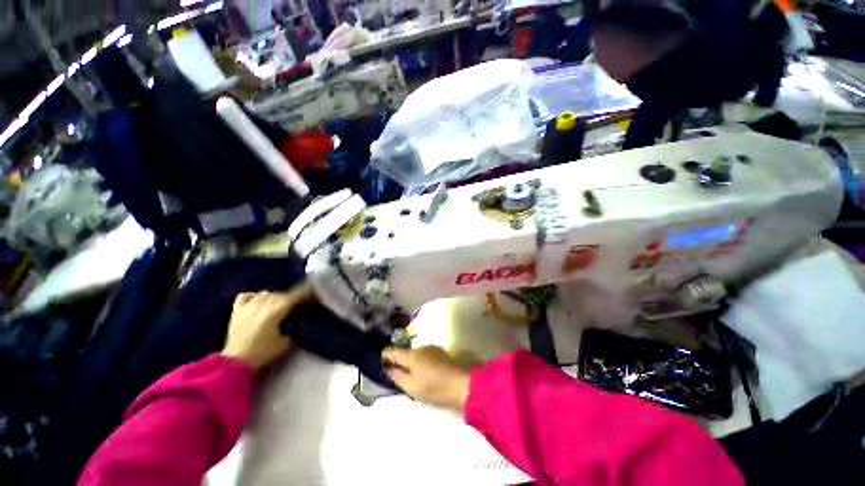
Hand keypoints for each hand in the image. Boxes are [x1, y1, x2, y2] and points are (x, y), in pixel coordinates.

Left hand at [221, 285, 312, 370]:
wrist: (236, 361)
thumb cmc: (263, 351)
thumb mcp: (285, 341)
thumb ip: (292, 326)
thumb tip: (297, 318)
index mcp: (276, 310)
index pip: (295, 296)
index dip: (305, 293)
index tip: (312, 293)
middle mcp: (262, 304)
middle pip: (281, 294)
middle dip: (290, 297)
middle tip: (296, 304)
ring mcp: (248, 306)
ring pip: (265, 293)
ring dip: (274, 297)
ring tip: (277, 304)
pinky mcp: (237, 310)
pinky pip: (246, 296)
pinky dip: (254, 296)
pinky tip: (257, 300)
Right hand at [382, 346, 472, 411]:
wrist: (460, 384)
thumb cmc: (433, 387)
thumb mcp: (411, 386)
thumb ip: (398, 376)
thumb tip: (389, 369)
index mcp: (412, 355)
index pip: (394, 351)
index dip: (386, 354)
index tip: (381, 356)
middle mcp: (421, 348)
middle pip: (407, 353)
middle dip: (401, 360)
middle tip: (397, 372)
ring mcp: (433, 349)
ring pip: (418, 355)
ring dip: (413, 362)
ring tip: (414, 375)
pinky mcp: (441, 353)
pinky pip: (426, 356)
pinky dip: (422, 362)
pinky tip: (426, 372)